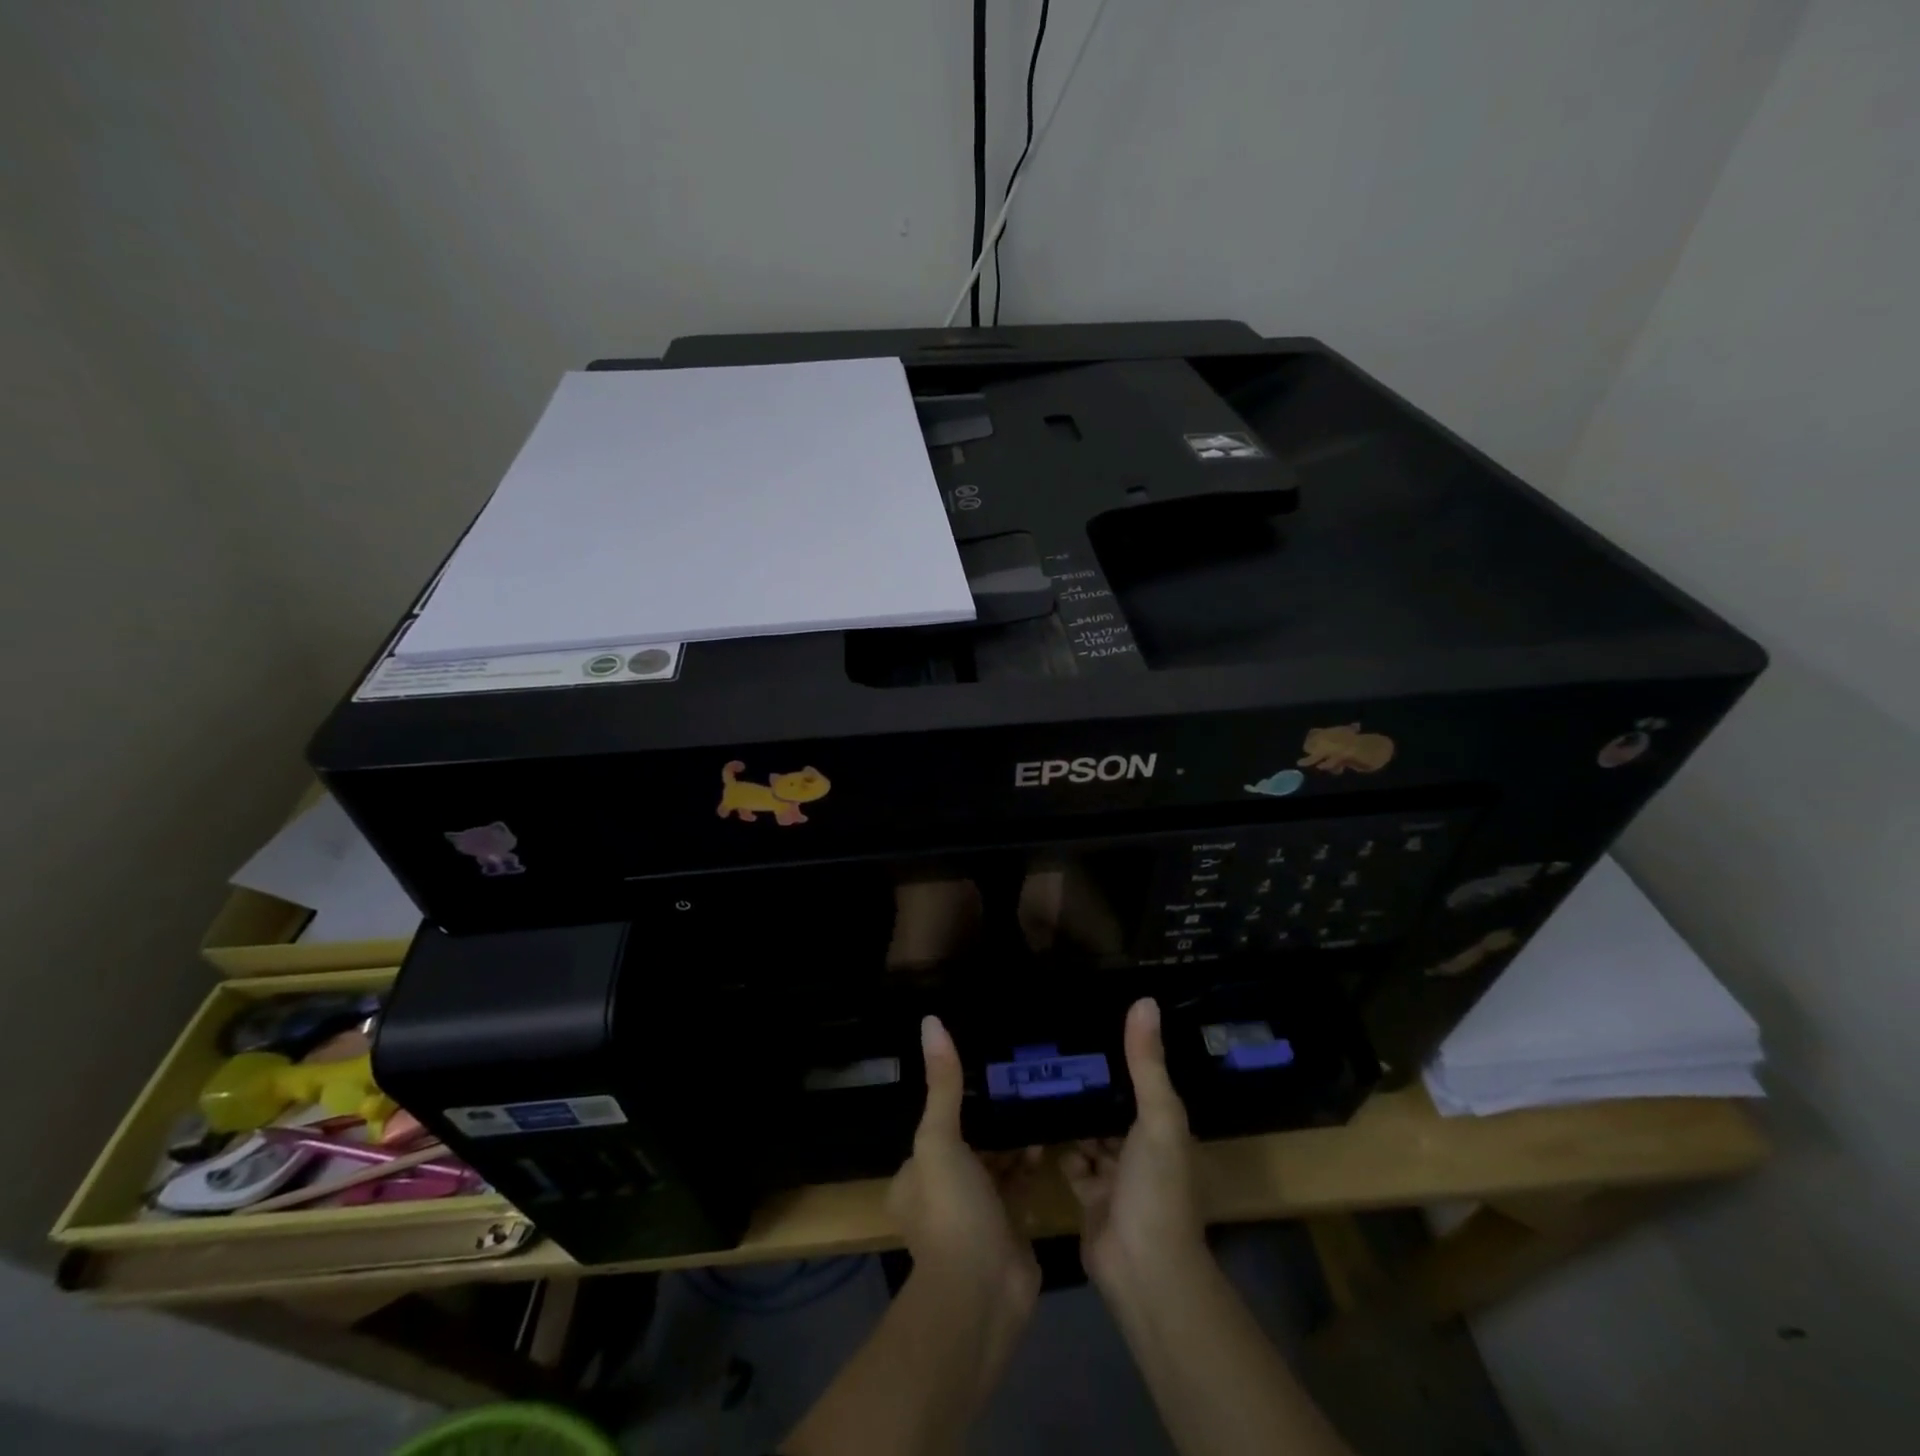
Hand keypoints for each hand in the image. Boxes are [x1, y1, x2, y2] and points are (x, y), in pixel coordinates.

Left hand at [888, 1016, 1041, 1303]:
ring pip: (996, 1164)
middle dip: (991, 1118)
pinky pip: (1020, 1185)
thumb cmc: (952, 1211)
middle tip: (1019, 1079)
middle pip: (969, 1144)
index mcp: (914, 1176)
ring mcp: (977, 1214)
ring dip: (1013, 1140)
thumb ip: (942, 1084)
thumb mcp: (939, 1139)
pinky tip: (1050, 1138)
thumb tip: (930, 1021)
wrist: (983, 1293)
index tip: (984, 1068)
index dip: (957, 1100)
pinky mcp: (1009, 1228)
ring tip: (1038, 1099)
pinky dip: (1031, 1165)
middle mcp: (941, 1193)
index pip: (935, 1127)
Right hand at [1062, 998, 1206, 1289]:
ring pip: (1089, 1133)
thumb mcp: (1157, 1117)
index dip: (1120, 1055)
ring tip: (1035, 1072)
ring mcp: (1115, 1175)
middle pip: (1112, 1107)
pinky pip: (1070, 1162)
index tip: (1088, 1020)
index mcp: (1163, 1126)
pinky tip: (1030, 1118)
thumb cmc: (1157, 1188)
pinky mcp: (1089, 1197)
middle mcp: (1141, 1148)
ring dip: (1071, 1113)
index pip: (1141, 1081)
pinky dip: (1056, 1146)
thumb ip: (1147, 1063)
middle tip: (1050, 1044)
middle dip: (1089, 1083)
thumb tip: (1144, 999)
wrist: (1144, 1271)